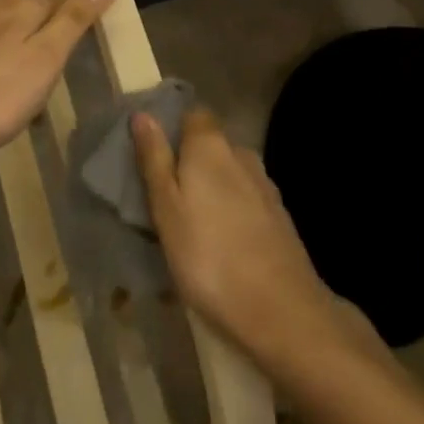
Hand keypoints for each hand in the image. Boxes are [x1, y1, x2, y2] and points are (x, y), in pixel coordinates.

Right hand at [132, 106, 341, 371]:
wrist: (280, 309)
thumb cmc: (208, 256)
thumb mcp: (166, 209)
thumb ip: (154, 159)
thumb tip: (143, 114)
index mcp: (210, 145)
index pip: (193, 114)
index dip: (174, 130)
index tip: (154, 157)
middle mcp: (241, 153)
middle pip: (211, 145)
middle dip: (190, 163)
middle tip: (166, 199)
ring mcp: (264, 184)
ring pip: (229, 174)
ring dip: (212, 190)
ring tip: (192, 226)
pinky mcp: (279, 215)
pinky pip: (246, 200)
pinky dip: (231, 212)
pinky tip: (222, 243)